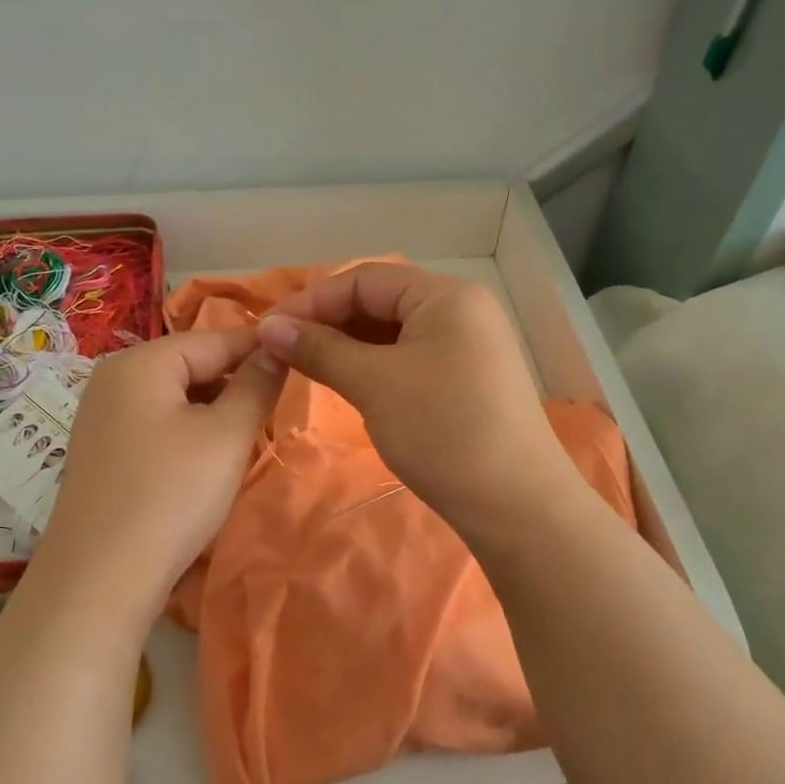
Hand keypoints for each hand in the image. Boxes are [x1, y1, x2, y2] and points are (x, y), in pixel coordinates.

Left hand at [28, 327, 284, 629]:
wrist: (100, 579)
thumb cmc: (171, 495)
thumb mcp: (226, 436)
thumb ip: (256, 384)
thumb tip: (275, 348)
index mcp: (140, 362)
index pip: (215, 338)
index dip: (261, 348)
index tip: (302, 360)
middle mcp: (114, 379)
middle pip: (191, 365)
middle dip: (236, 382)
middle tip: (277, 408)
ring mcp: (102, 418)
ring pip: (176, 398)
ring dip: (215, 411)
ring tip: (248, 436)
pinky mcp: (103, 453)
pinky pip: (157, 425)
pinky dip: (188, 433)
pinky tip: (208, 461)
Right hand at [256, 263, 572, 533]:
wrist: (515, 504)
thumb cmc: (442, 430)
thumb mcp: (374, 384)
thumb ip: (319, 349)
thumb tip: (269, 327)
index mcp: (446, 296)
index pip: (365, 279)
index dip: (313, 300)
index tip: (269, 329)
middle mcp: (462, 310)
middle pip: (382, 300)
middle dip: (330, 321)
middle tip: (285, 349)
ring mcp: (470, 345)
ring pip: (395, 331)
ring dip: (350, 345)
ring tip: (309, 366)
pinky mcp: (470, 378)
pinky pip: (412, 357)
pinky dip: (376, 365)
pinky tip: (350, 382)